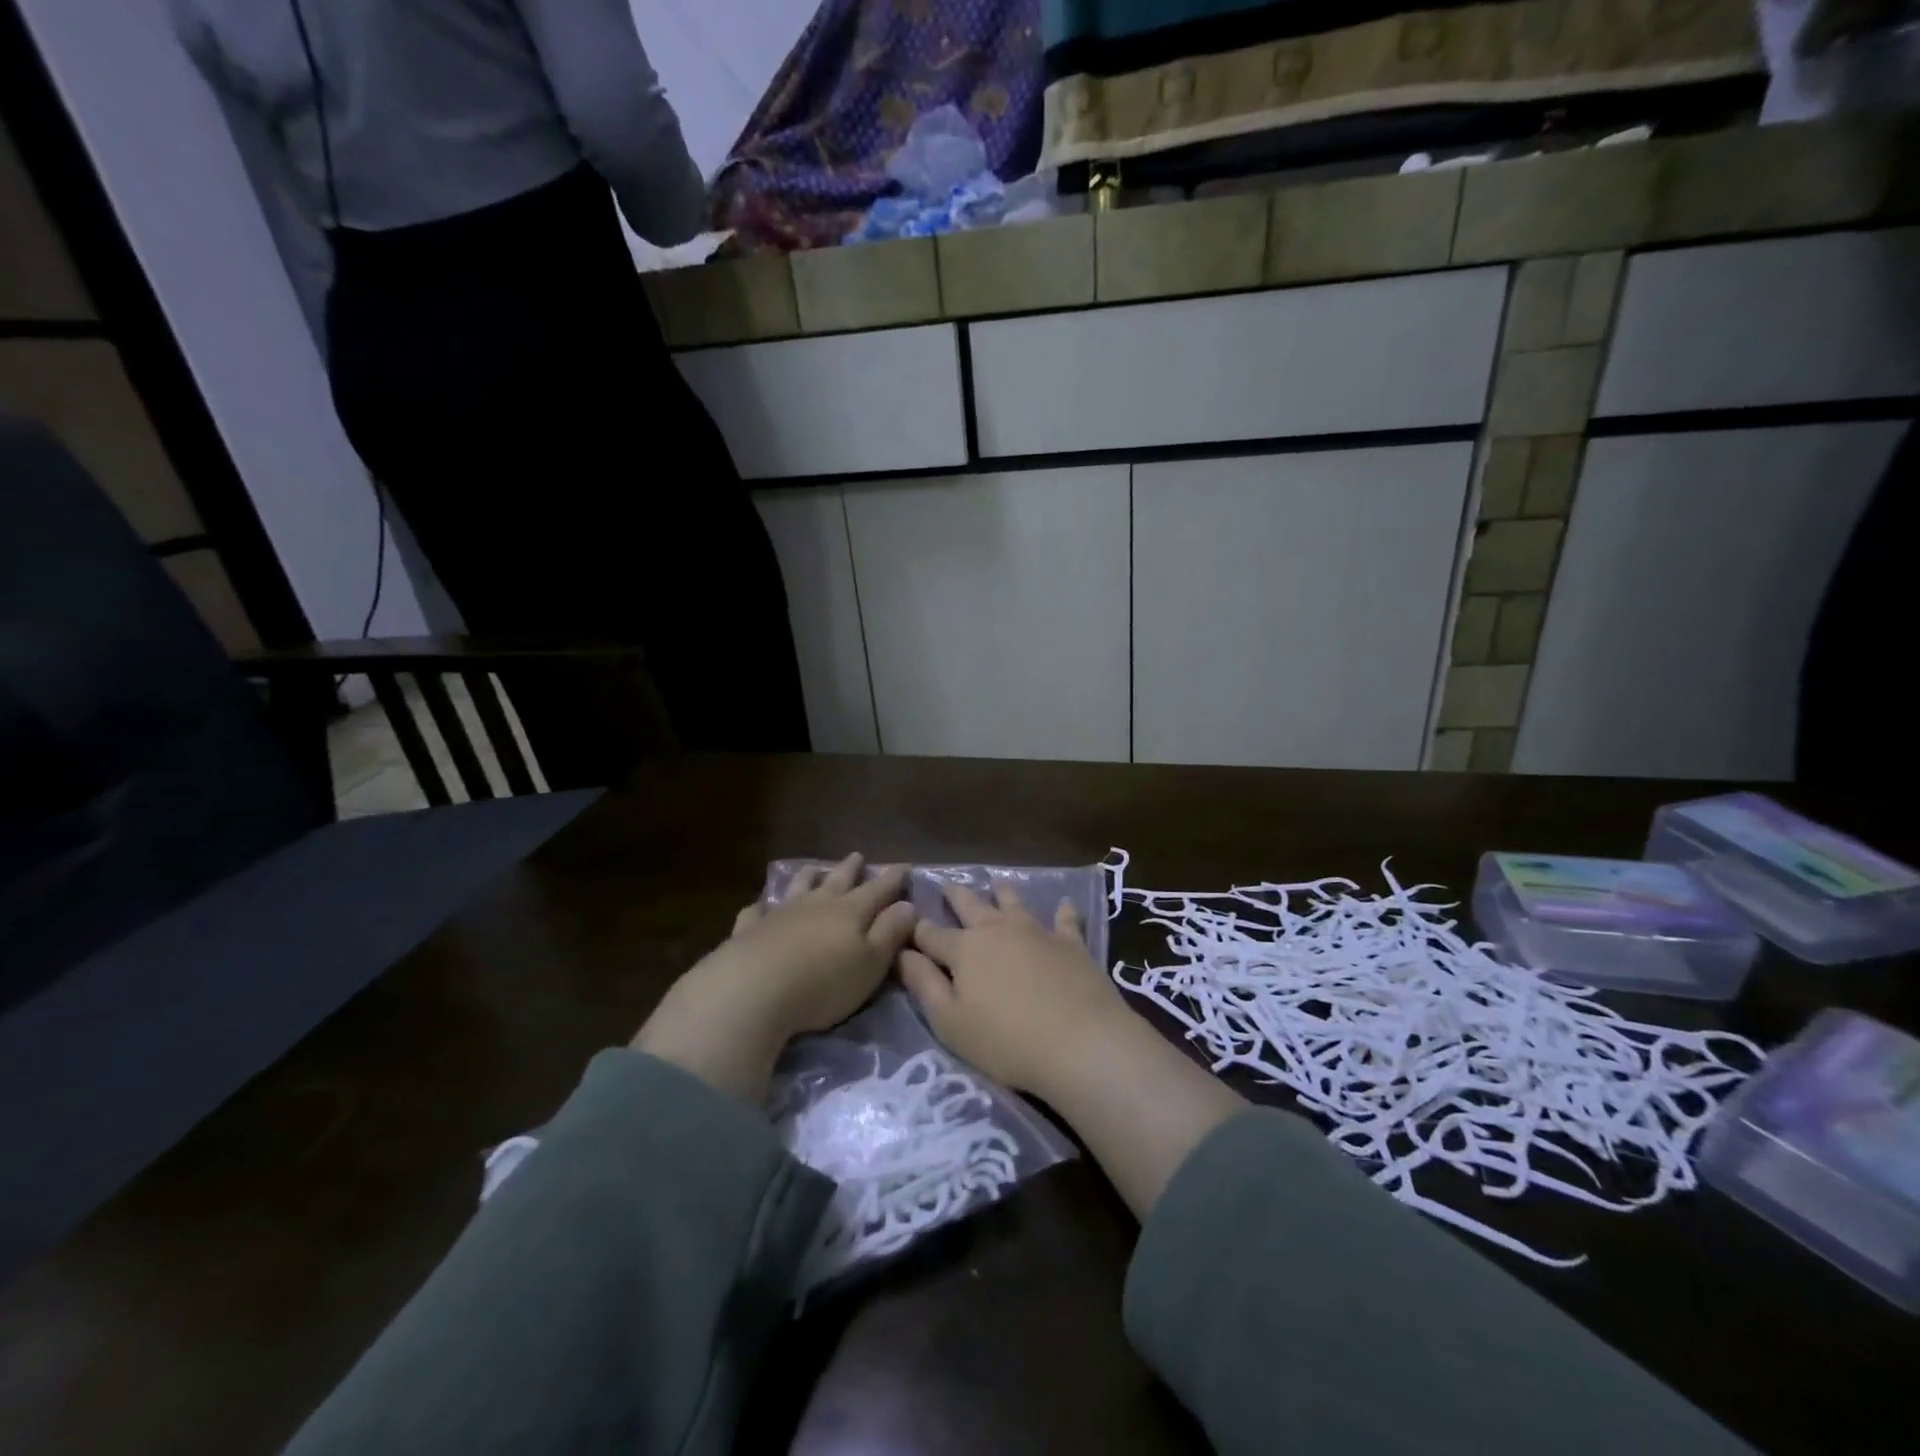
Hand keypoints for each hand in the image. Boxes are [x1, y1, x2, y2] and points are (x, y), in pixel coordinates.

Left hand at [633, 853, 916, 1101]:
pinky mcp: (749, 930)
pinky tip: (759, 907)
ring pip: (798, 888)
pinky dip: (761, 907)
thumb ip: (890, 933)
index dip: (892, 878)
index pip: (877, 890)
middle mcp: (816, 904)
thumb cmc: (823, 982)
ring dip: (808, 878)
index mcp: (850, 912)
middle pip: (837, 881)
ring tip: (813, 870)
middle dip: (850, 869)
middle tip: (858, 856)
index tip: (903, 865)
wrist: (752, 990)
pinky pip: (756, 912)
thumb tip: (908, 905)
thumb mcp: (870, 963)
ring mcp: (780, 914)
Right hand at [898, 881, 1133, 1098]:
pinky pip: (1065, 920)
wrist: (1080, 1041)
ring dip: (1003, 892)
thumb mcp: (950, 1022)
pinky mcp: (1071, 943)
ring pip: (1014, 903)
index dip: (917, 930)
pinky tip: (1066, 903)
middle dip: (955, 895)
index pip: (932, 934)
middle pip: (971, 905)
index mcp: (964, 949)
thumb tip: (901, 952)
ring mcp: (1037, 932)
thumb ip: (923, 984)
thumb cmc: (1006, 1041)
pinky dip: (1064, 911)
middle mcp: (997, 930)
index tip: (907, 922)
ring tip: (996, 884)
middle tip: (947, 885)